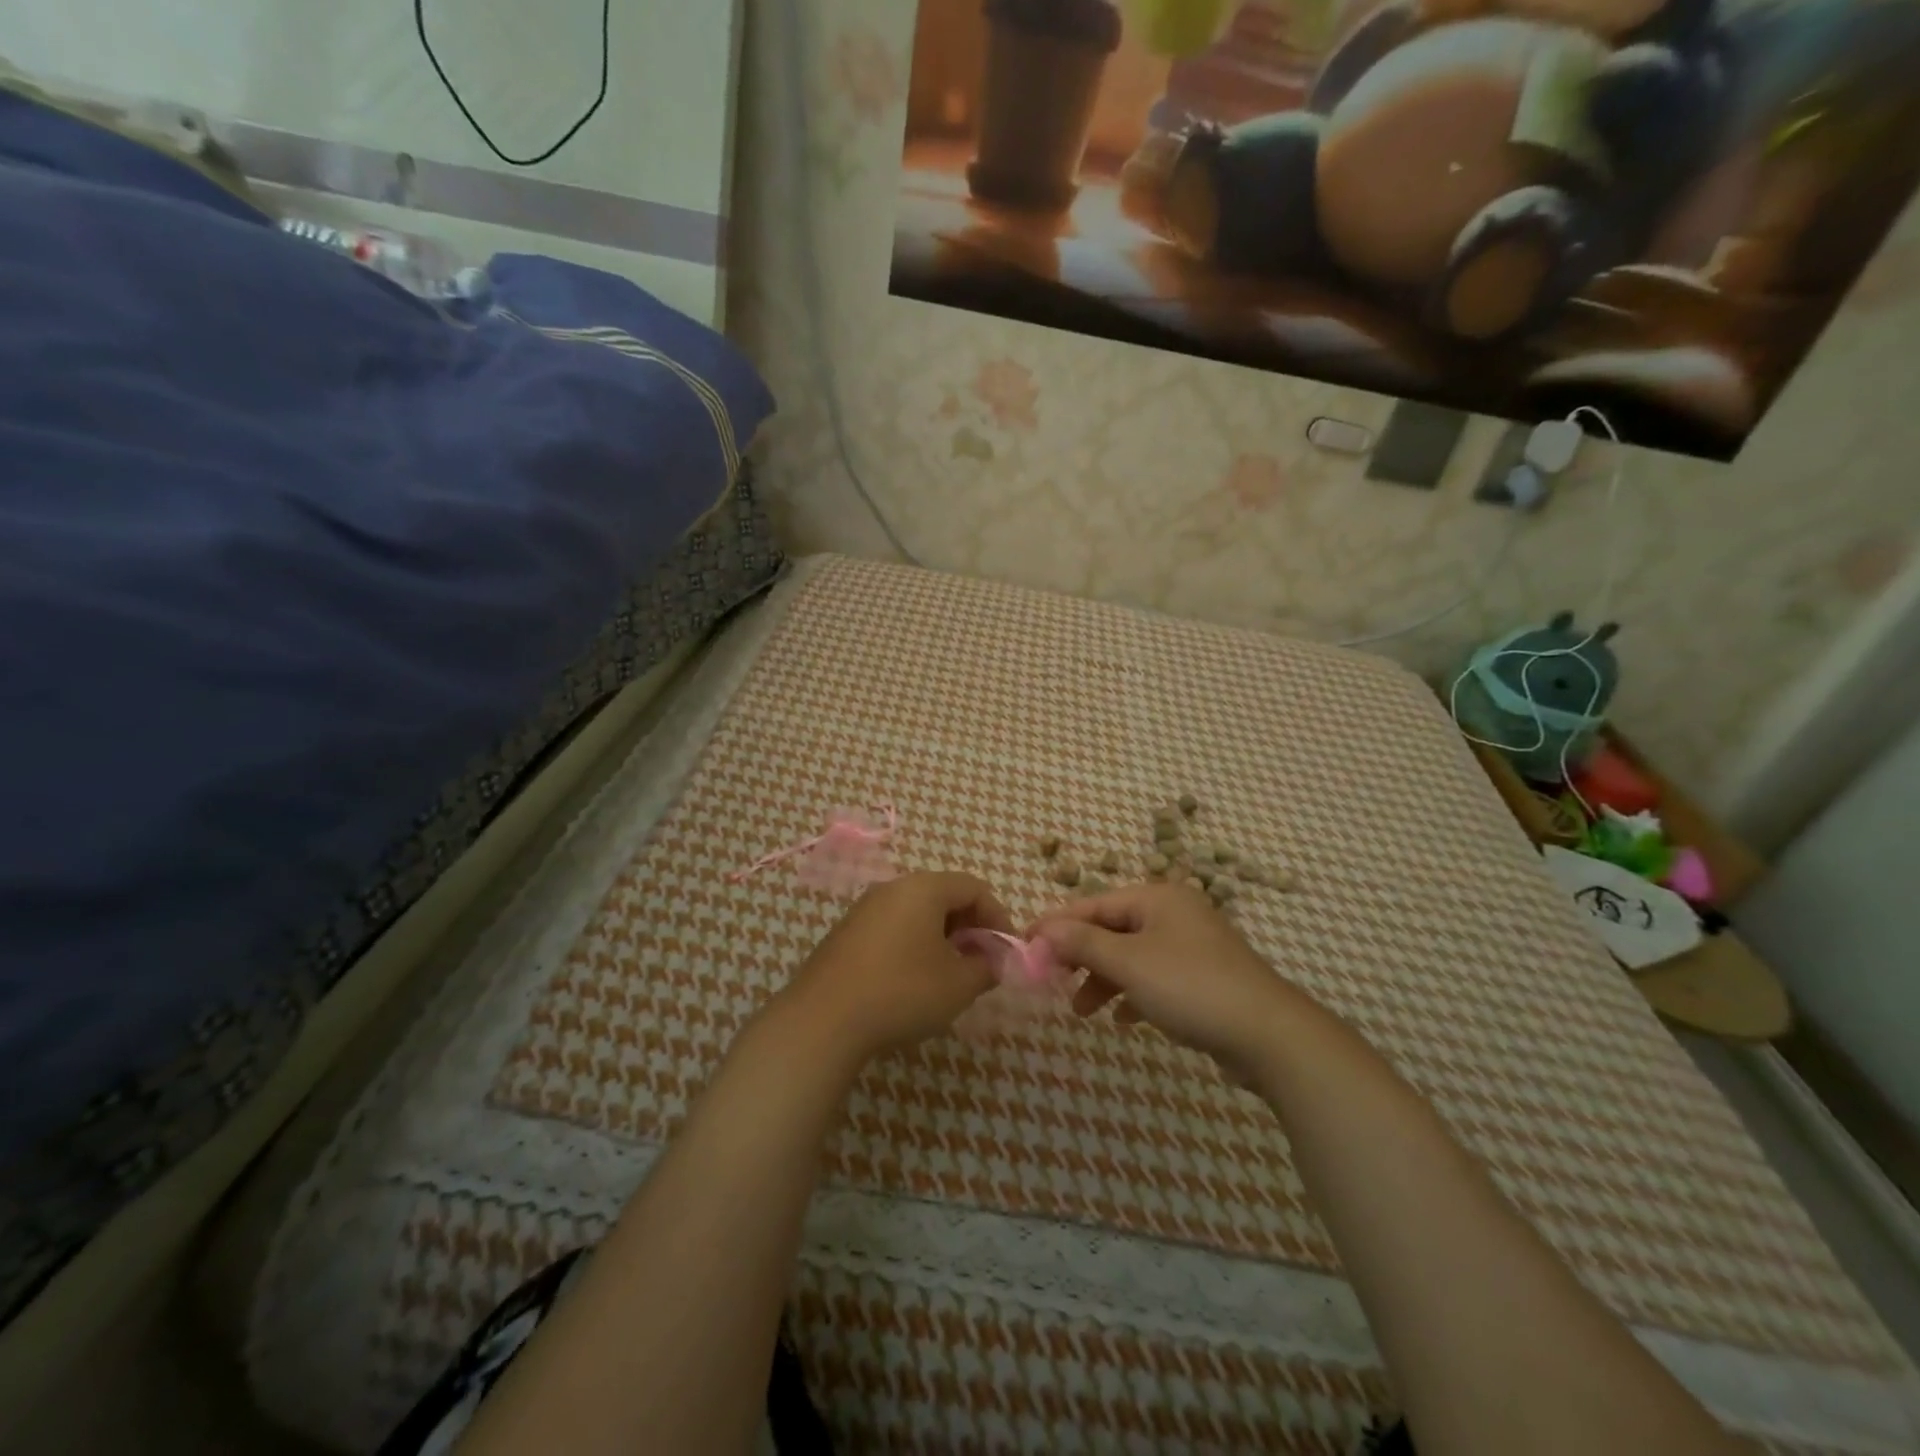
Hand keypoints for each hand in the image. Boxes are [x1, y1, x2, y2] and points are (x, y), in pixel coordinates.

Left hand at [777, 871, 1011, 1065]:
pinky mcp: (846, 934)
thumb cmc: (902, 991)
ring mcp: (865, 909)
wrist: (823, 1020)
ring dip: (941, 938)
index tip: (1006, 950)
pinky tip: (913, 981)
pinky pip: (893, 928)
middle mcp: (893, 888)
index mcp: (923, 888)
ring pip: (917, 913)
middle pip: (944, 895)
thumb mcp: (958, 985)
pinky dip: (913, 945)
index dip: (997, 917)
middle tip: (981, 962)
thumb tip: (992, 962)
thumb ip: (986, 968)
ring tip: (950, 975)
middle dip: (970, 927)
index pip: (974, 888)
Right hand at [1034, 882, 1304, 1082]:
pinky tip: (1122, 1018)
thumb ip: (1083, 943)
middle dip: (1080, 956)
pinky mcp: (1203, 978)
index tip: (1024, 943)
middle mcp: (1174, 913)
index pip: (1093, 904)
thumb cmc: (1191, 987)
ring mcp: (1191, 946)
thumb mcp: (1129, 962)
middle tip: (1051, 981)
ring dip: (1103, 979)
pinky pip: (1154, 978)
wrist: (1269, 1035)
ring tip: (1082, 1011)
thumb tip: (1044, 929)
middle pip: (1111, 929)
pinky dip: (1132, 994)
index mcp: (1157, 898)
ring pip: (1131, 956)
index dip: (1056, 924)